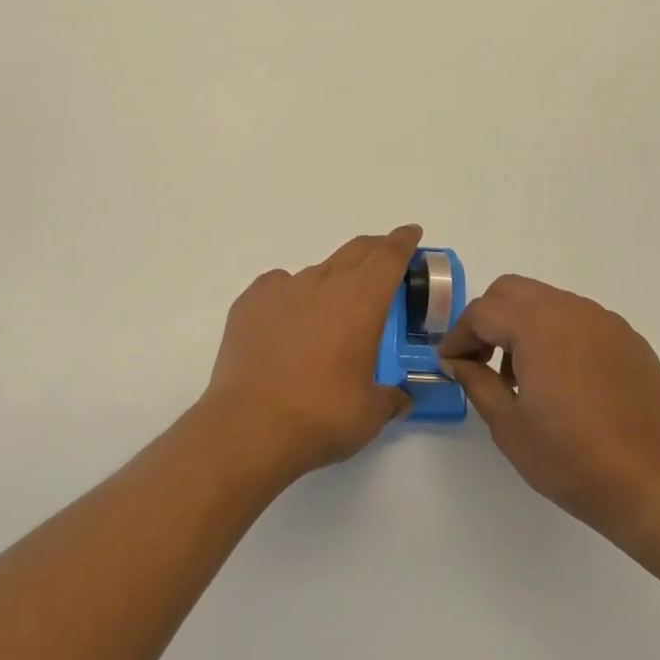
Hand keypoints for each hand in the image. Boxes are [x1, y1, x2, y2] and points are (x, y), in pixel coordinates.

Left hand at [200, 226, 419, 484]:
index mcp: (361, 301)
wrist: (249, 426)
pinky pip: (279, 286)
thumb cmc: (321, 416)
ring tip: (331, 314)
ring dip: (332, 282)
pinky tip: (288, 321)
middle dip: (374, 250)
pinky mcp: (250, 301)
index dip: (402, 241)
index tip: (410, 233)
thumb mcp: (371, 413)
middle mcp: (324, 283)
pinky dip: (291, 296)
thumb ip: (391, 397)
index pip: (388, 256)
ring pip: (317, 272)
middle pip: (355, 251)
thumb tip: (400, 396)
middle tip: (383, 261)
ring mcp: (283, 288)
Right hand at [440, 275, 659, 556]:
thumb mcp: (508, 425)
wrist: (655, 486)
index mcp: (538, 325)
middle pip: (513, 291)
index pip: (482, 312)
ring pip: (547, 302)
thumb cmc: (572, 459)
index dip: (458, 336)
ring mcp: (605, 322)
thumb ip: (475, 381)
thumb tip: (456, 361)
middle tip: (480, 360)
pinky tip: (562, 381)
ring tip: (522, 376)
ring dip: (522, 325)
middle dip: (488, 318)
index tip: (450, 364)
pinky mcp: (629, 340)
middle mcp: (572, 310)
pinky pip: (579, 321)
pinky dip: (557, 335)